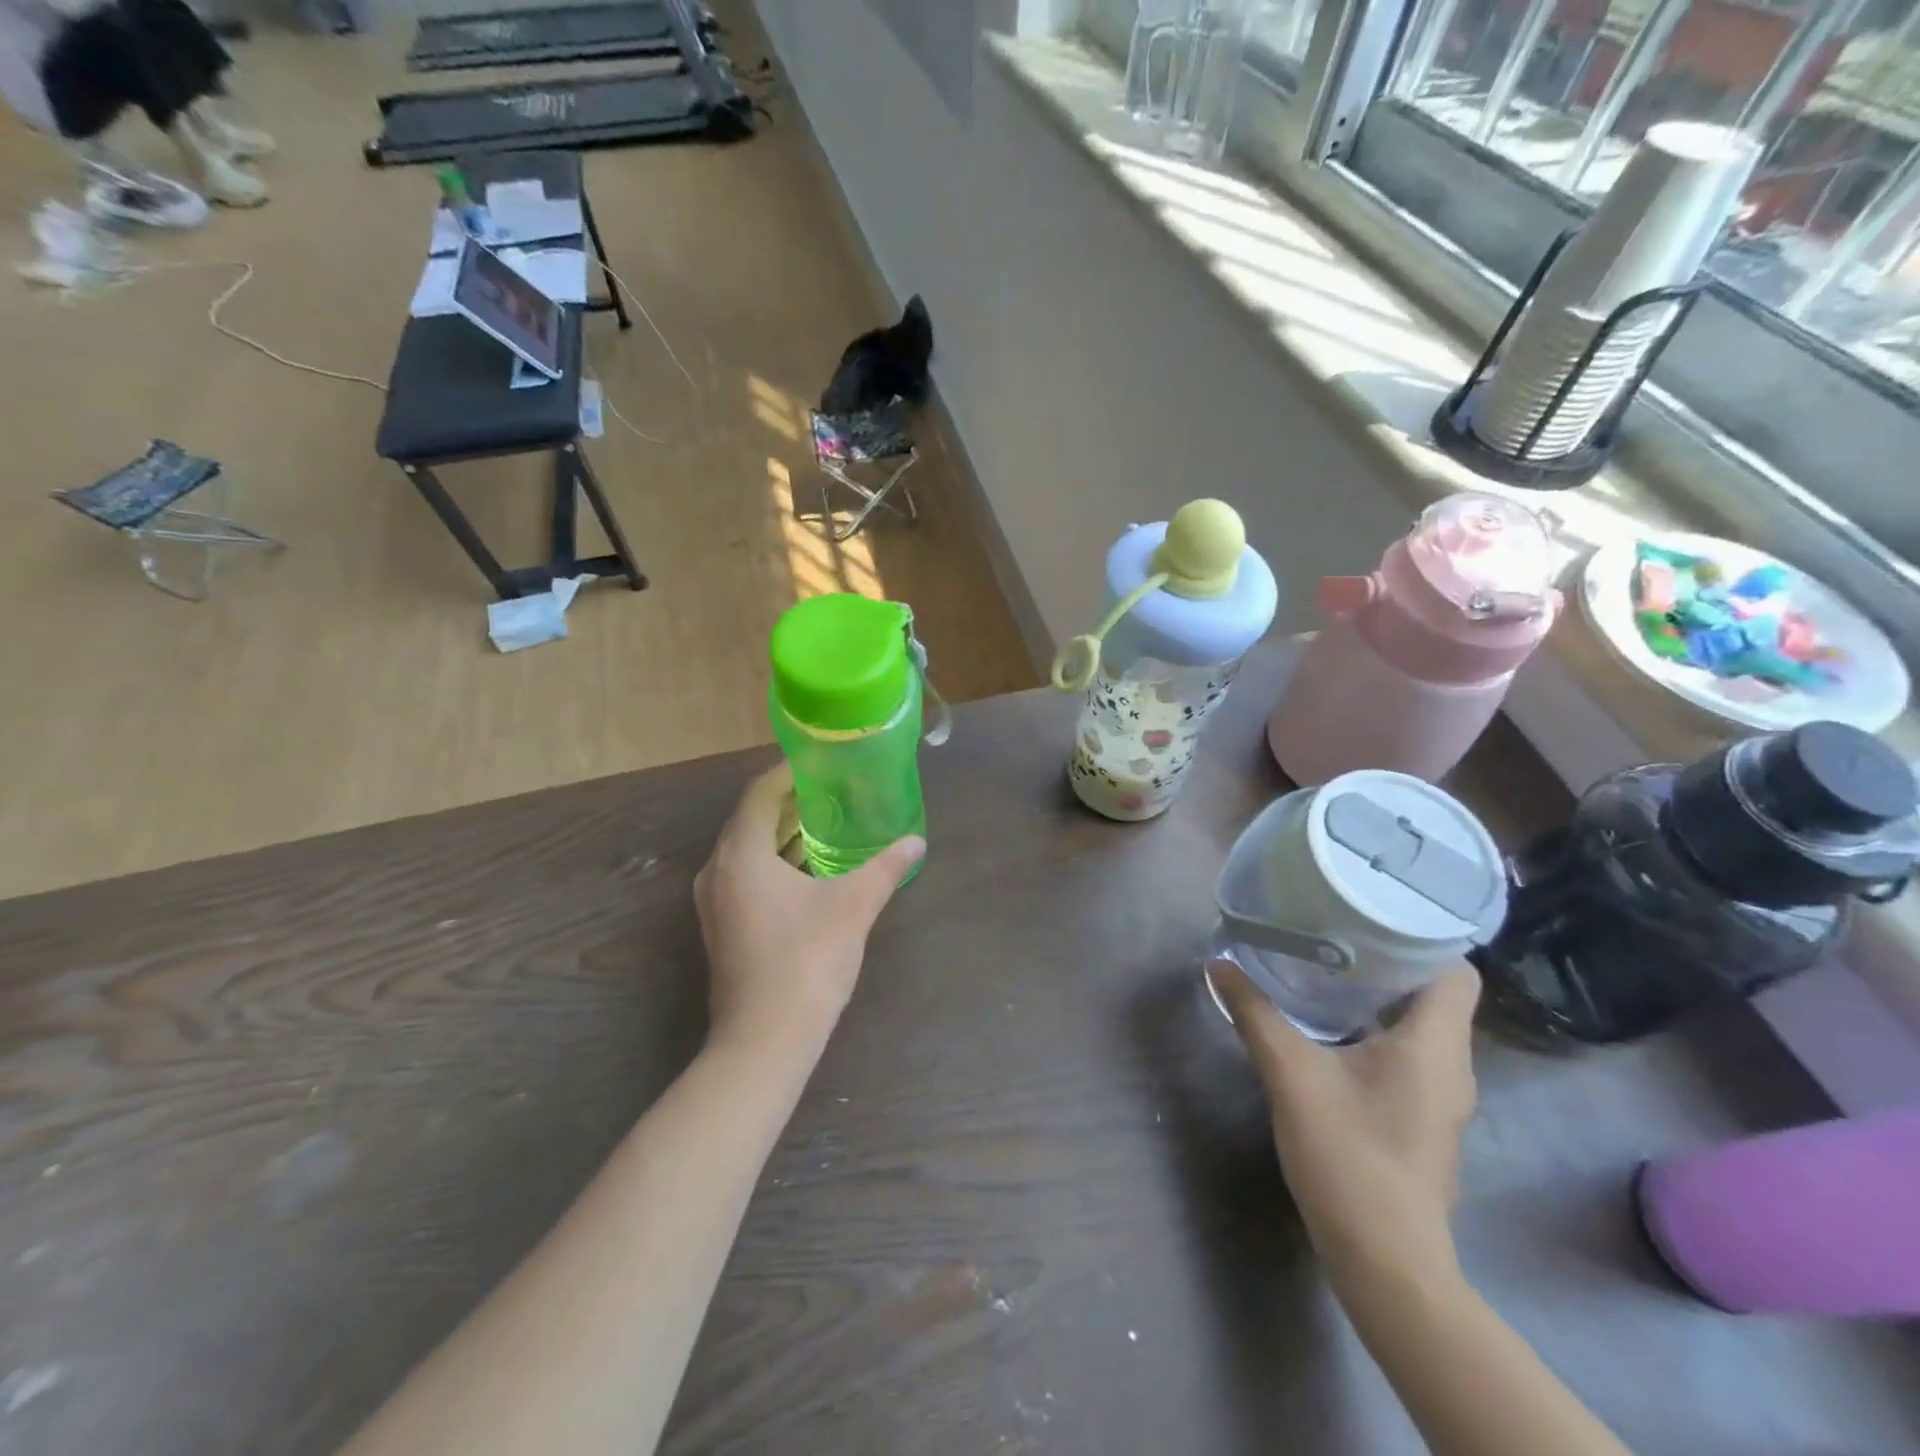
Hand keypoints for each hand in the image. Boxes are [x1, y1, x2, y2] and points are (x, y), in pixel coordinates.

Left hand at [694, 765, 924, 1065]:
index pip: (759, 793)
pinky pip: (744, 876)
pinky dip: (773, 863)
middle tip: (829, 790)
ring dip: (780, 834)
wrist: (764, 1041)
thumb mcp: (854, 907)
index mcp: (741, 854)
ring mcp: (714, 902)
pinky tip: (807, 870)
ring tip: (823, 823)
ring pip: (746, 850)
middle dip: (787, 802)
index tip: (819, 763)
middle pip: (750, 819)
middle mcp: (718, 870)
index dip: (788, 773)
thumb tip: (916, 842)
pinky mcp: (721, 928)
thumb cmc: (807, 962)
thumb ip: (885, 868)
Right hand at [1211, 959, 1481, 1282]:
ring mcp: (1439, 1095)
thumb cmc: (1348, 1157)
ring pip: (1420, 1024)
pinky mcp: (1421, 1116)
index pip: (1456, 970)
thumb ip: (1254, 1013)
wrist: (1385, 1261)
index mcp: (1434, 1045)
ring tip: (1327, 966)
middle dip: (1388, 958)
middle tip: (1334, 930)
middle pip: (1435, 992)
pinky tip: (1331, 1026)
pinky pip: (1408, 1051)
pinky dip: (1376, 1028)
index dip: (1422, 937)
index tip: (1372, 914)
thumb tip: (1219, 962)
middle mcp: (1450, 1064)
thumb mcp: (1290, 1074)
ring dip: (1380, 995)